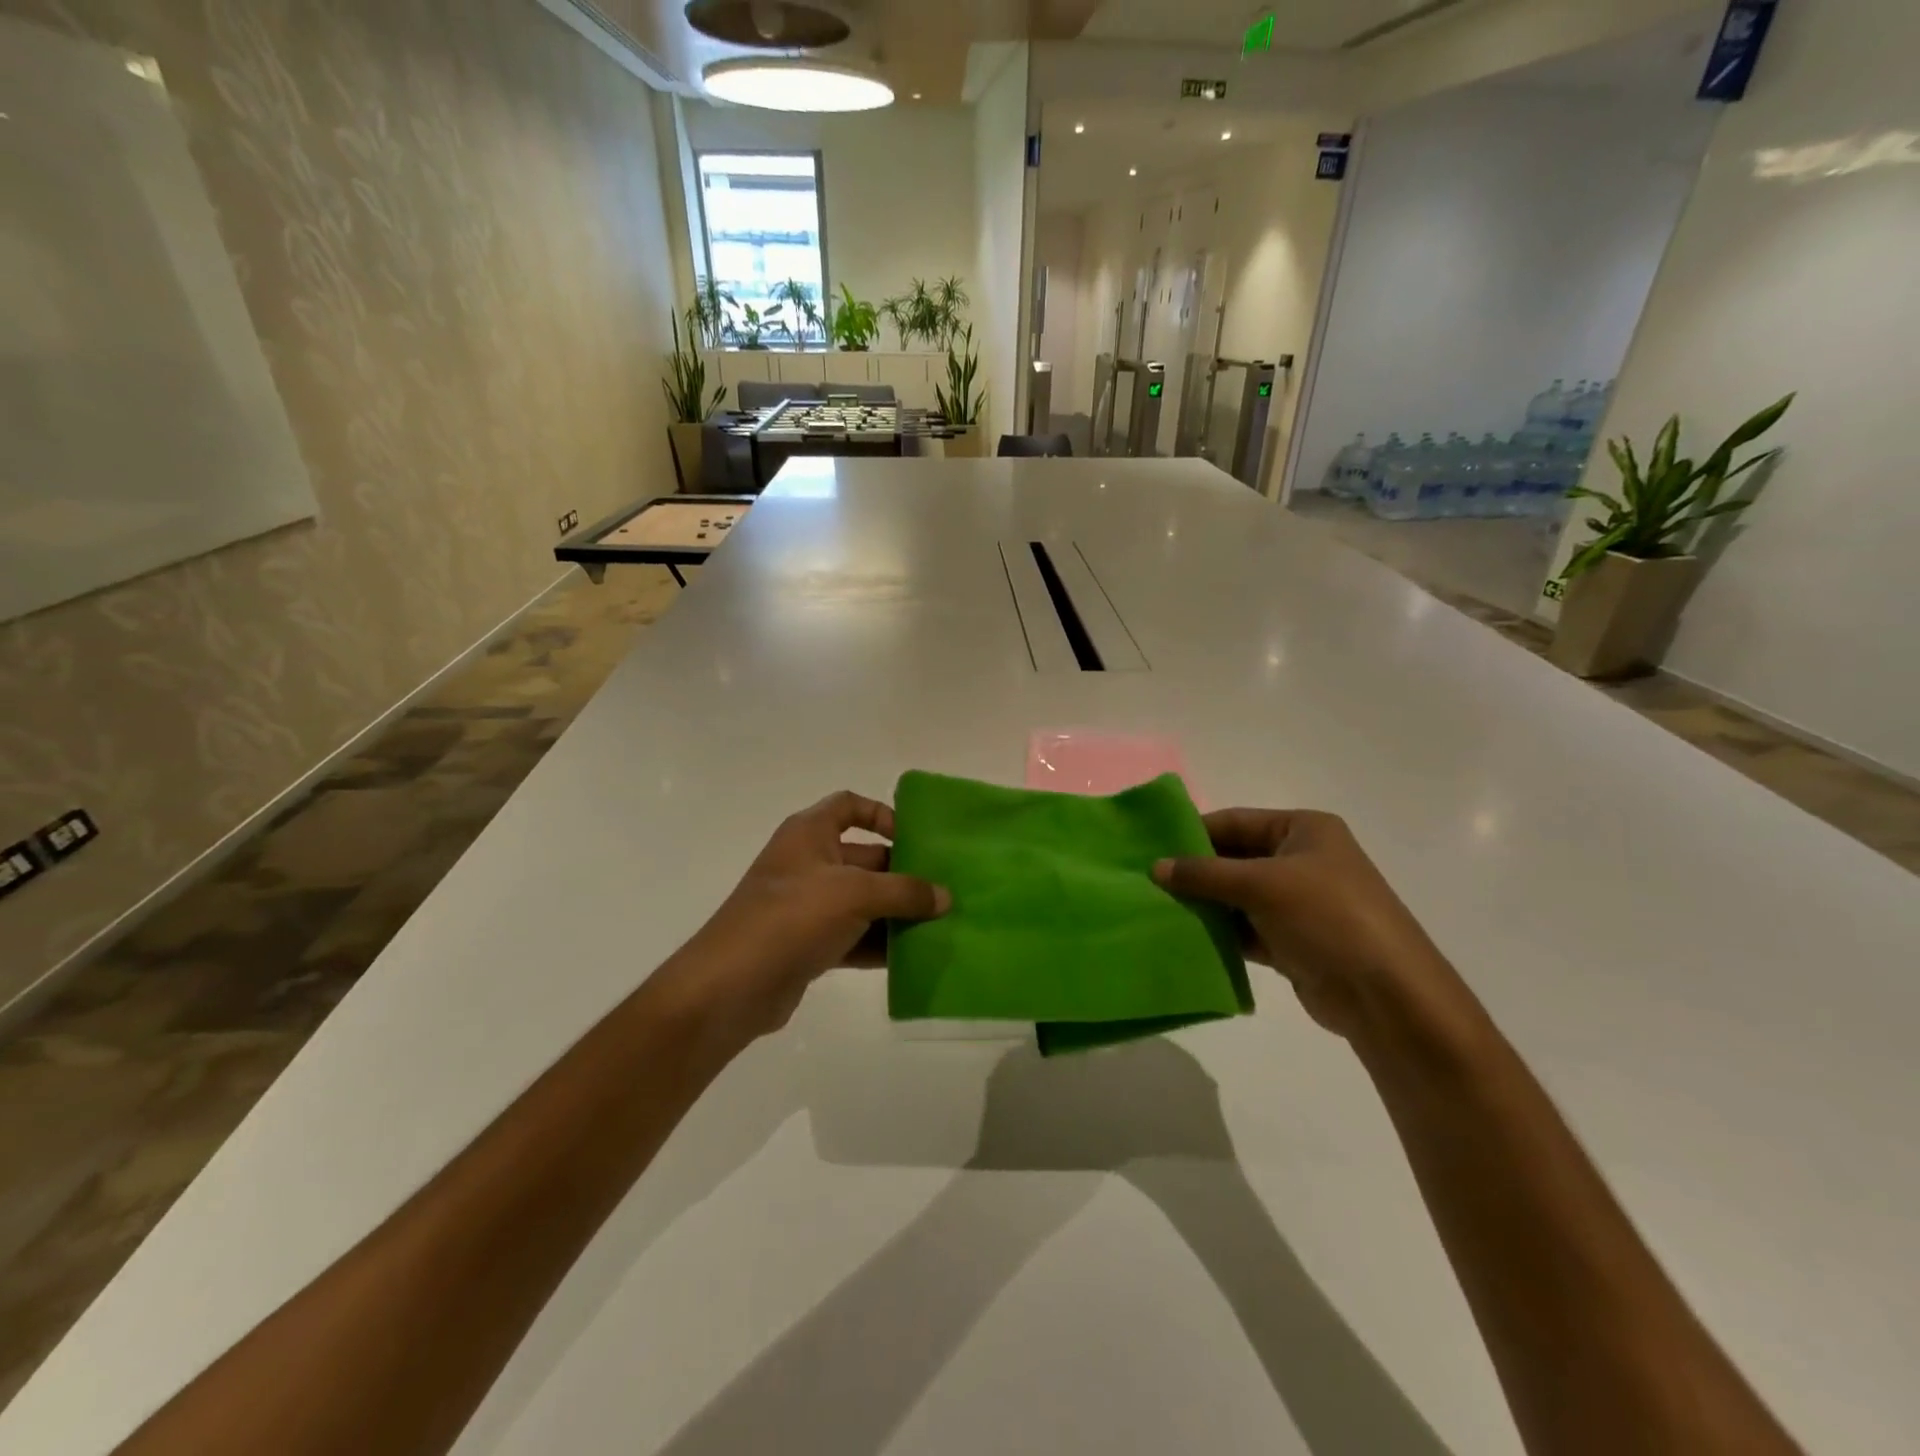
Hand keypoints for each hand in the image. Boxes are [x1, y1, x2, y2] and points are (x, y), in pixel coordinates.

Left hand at [654, 792, 949, 1050]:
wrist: (730, 987)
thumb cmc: (791, 917)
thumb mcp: (855, 894)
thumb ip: (904, 892)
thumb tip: (945, 897)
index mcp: (809, 834)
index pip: (849, 806)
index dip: (882, 814)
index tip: (914, 839)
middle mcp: (808, 863)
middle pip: (864, 857)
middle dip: (902, 873)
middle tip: (943, 891)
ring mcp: (806, 906)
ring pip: (862, 901)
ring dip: (896, 913)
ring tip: (939, 925)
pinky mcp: (808, 944)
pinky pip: (853, 936)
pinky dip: (879, 944)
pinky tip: (913, 957)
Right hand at [1154, 810, 1476, 1047]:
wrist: (1387, 997)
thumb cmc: (1328, 918)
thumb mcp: (1262, 885)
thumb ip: (1205, 874)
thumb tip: (1155, 867)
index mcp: (1304, 830)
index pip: (1235, 821)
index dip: (1194, 832)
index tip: (1150, 847)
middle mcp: (1302, 860)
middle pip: (1235, 858)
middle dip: (1195, 871)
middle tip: (1147, 881)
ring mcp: (1298, 903)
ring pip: (1237, 896)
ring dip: (1204, 904)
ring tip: (1156, 909)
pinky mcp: (1293, 941)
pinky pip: (1246, 929)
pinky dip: (1220, 933)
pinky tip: (1186, 937)